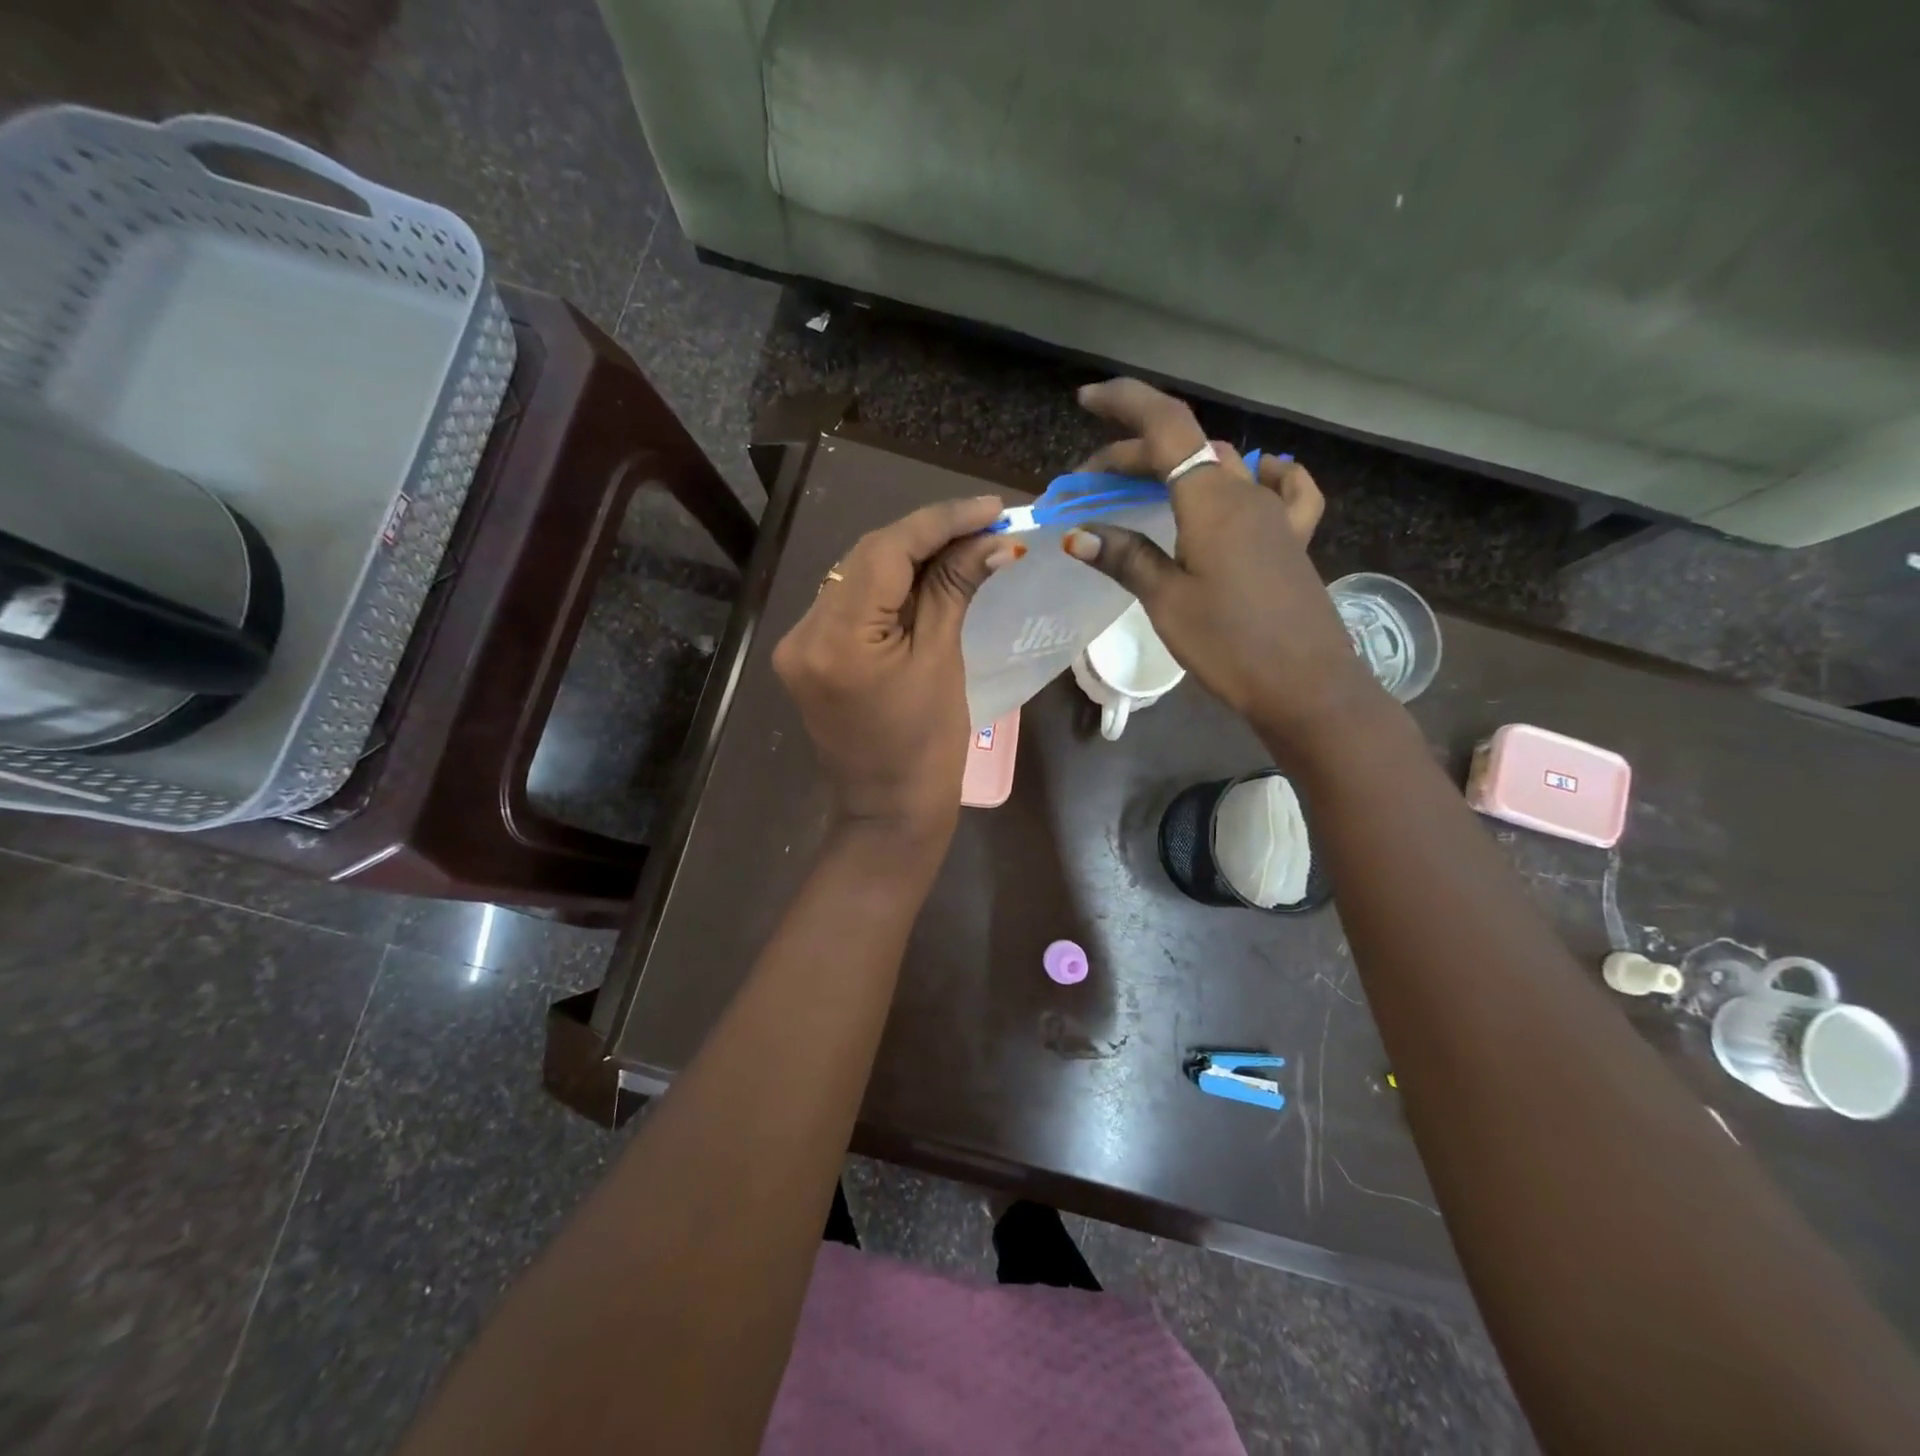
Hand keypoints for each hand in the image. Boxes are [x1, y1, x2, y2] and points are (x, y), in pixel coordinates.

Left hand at [772, 494, 1016, 852]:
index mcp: (837, 639)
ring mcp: (798, 644)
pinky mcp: (806, 655)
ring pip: (856, 576)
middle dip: (927, 536)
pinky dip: (889, 586)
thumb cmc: (927, 751)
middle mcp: (804, 632)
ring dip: (908, 557)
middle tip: (983, 525)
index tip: (990, 508)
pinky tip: (926, 578)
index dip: (940, 522)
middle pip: (866, 557)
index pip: (886, 551)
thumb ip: (955, 591)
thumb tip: (993, 541)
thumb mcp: (943, 663)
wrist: (887, 813)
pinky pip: (850, 603)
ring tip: (963, 546)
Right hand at [1062, 378, 1381, 755]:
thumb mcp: (1167, 601)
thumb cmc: (1230, 644)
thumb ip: (1126, 558)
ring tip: (1143, 490)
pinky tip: (1256, 477)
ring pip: (1222, 467)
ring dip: (1177, 468)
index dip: (1125, 404)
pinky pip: (1283, 489)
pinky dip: (1262, 475)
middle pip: (1186, 448)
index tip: (1086, 400)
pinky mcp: (1292, 540)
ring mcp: (1276, 514)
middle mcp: (1246, 492)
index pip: (1166, 426)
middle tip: (1089, 485)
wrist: (1305, 686)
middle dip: (1131, 454)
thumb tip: (1078, 534)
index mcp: (1212, 499)